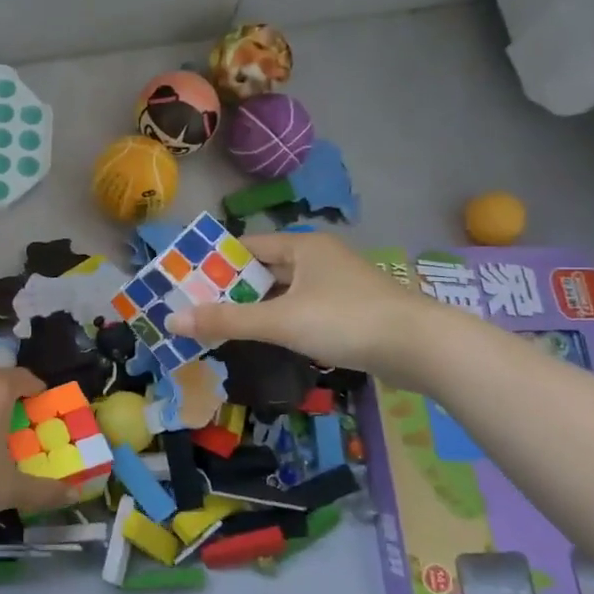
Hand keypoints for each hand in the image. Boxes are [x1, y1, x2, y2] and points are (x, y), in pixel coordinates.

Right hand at [165, 231, 450, 386]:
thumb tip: (172, 320)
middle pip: (264, 269)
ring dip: (256, 308)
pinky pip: (302, 309)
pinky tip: (265, 339)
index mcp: (302, 246)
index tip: (187, 281)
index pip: (247, 246)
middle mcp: (319, 258)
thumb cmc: (346, 320)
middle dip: (232, 288)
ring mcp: (336, 285)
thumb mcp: (281, 320)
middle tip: (197, 308)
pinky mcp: (349, 310)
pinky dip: (281, 321)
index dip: (216, 262)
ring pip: (284, 292)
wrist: (421, 347)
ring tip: (221, 325)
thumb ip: (227, 320)